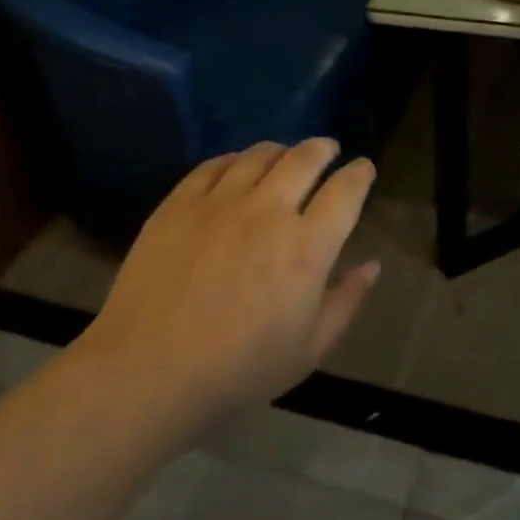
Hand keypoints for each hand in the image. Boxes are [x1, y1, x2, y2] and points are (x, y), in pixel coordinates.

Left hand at [79, 139, 380, 422]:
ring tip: (284, 156)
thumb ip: (345, 301)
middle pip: (305, 158)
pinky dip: (235, 159)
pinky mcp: (179, 202)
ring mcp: (220, 201)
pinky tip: (237, 167)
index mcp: (307, 247)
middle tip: (328, 149)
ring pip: (259, 154)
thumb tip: (372, 265)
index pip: (345, 191)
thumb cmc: (238, 370)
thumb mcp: (308, 350)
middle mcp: (268, 211)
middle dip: (323, 149)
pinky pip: (215, 165)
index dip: (360, 174)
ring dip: (281, 150)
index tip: (363, 168)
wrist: (148, 370)